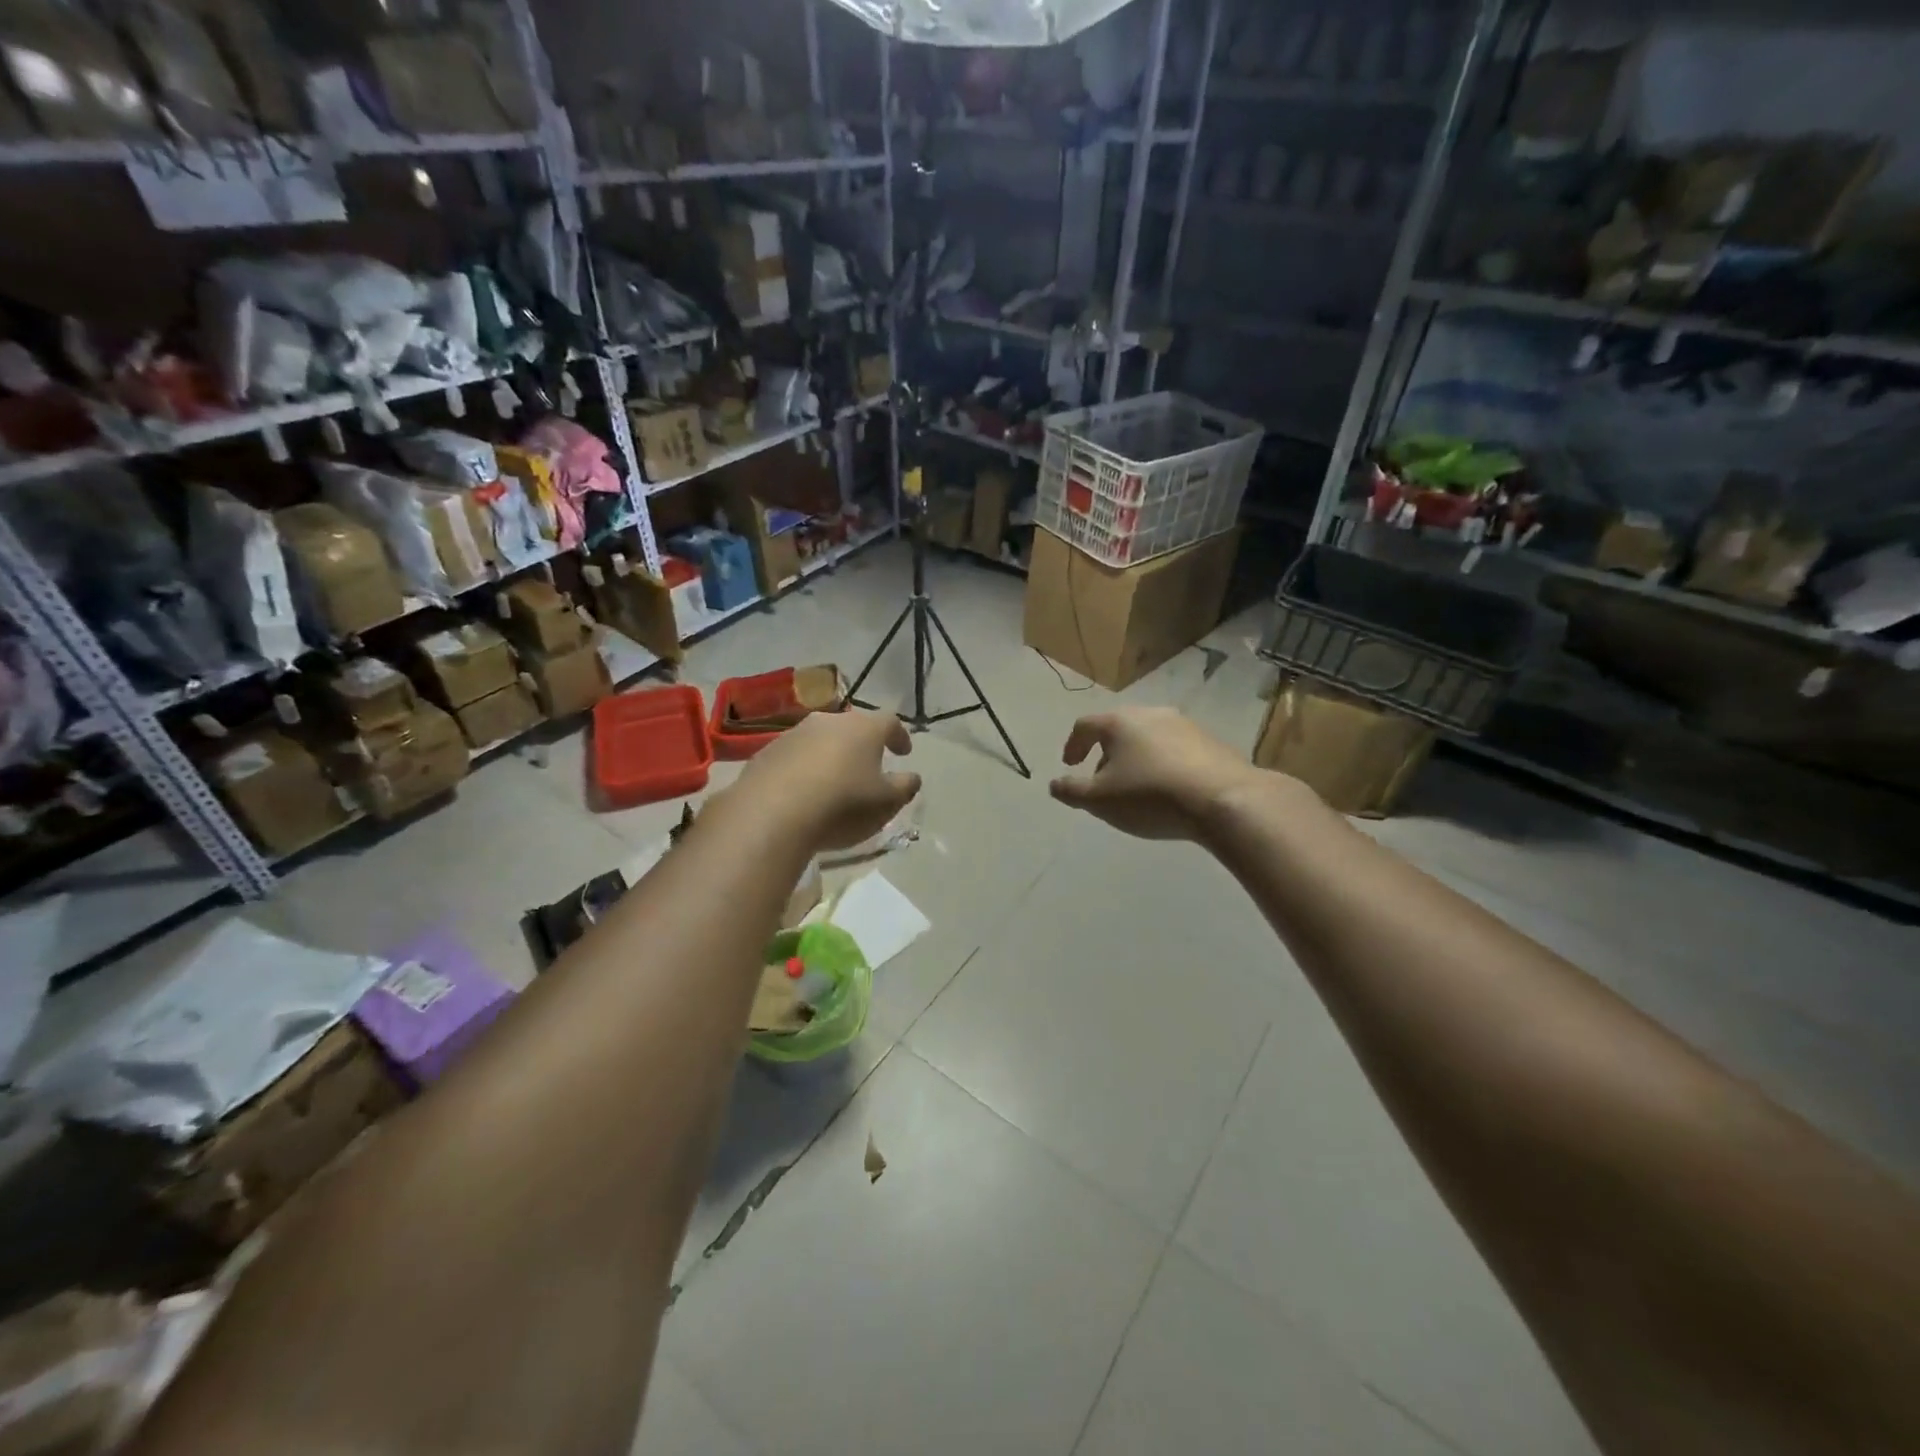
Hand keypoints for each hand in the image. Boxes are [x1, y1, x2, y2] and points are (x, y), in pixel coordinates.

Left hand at [742, 708, 921, 850]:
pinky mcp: (766, 753)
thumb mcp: (886, 803)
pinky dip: (804, 768)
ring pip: (821, 739)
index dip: (899, 736)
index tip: (904, 752)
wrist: (771, 814)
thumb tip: (912, 777)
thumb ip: (904, 787)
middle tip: (868, 765)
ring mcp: (794, 734)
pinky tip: (803, 791)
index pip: (890, 722)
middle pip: (852, 727)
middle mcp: (829, 721)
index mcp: (864, 728)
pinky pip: (794, 756)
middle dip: (862, 744)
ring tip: (834, 781)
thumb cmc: (842, 805)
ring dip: (830, 755)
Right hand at [1050, 708, 1256, 840]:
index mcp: (1119, 722)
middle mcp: (1151, 713)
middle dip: (1106, 751)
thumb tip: (1054, 784)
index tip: (1070, 766)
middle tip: (1102, 777)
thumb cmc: (1150, 796)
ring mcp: (1185, 724)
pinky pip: (1176, 748)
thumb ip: (1072, 790)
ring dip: (1136, 757)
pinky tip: (1168, 788)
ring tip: (1136, 785)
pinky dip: (1163, 763)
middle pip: (1119, 727)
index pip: (1085, 725)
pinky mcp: (1211, 741)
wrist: (1223, 800)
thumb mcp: (1100, 800)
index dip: (1072, 745)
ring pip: (1149, 736)